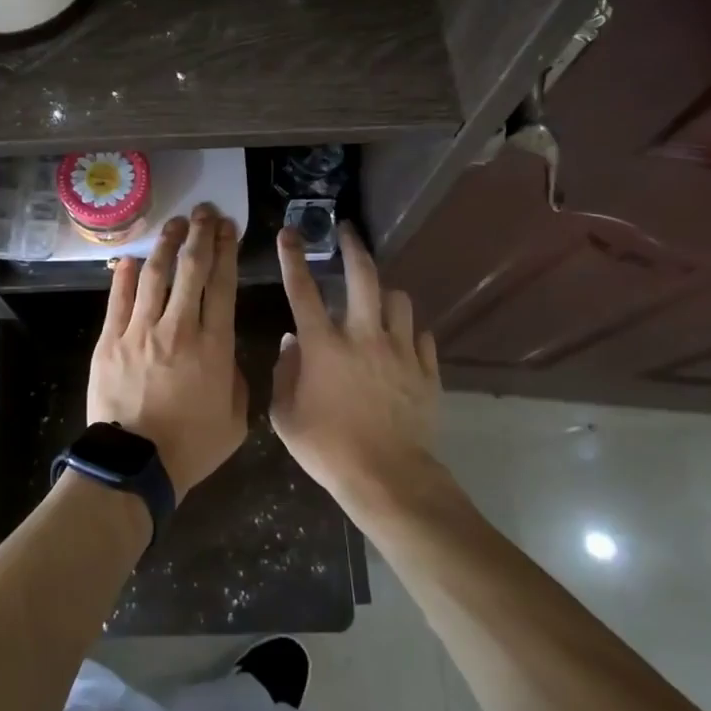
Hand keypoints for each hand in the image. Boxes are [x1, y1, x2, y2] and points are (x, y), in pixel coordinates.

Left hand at [87, 204, 247, 501]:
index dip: (226, 250)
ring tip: (175, 223)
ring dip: (166, 244)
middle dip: (200, 234)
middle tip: (205, 211)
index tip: (228, 227)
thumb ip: (237, 378)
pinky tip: (134, 257)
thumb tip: (225, 353)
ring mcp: (140, 331)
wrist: (135, 466)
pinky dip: (127, 275)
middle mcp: (179, 328)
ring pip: (156, 275)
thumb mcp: (236, 419)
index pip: (222, 284)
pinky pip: (119, 298)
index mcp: (214, 346)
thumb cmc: (191, 447)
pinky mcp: (110, 339)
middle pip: (191, 269)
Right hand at [271, 221, 441, 499]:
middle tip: (348, 232)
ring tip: (378, 301)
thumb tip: (291, 343)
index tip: (289, 232)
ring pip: (399, 300)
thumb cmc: (328, 448)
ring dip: (385, 295)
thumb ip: (284, 372)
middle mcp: (363, 336)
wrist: (388, 478)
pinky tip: (402, 342)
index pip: (302, 289)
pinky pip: (422, 336)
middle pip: (363, 276)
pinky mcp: (426, 370)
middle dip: (354, 248)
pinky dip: (409, 333)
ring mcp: (400, 351)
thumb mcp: (286, 416)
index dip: (292, 257)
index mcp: (324, 345)